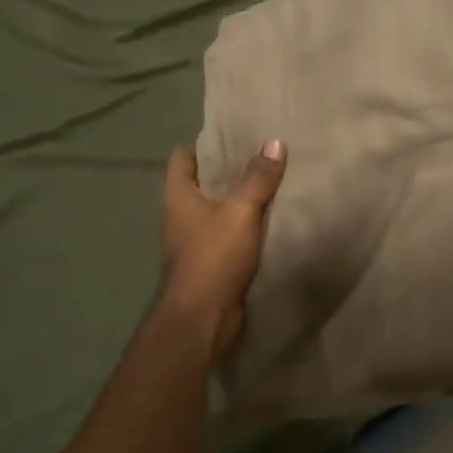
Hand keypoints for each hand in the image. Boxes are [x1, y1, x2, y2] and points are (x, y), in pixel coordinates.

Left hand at [160, 139, 286, 355]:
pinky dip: (246, 228)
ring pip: (218, 211)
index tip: (233, 135)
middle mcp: (181, 215)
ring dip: (240, 201)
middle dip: (229, 171)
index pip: (183, 157)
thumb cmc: (213, 256)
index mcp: (178, 196)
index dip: (204, 144)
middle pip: (202, 183)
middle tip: (262, 156)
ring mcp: (194, 241)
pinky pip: (229, 236)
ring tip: (272, 184)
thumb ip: (258, 178)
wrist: (202, 318)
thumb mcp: (240, 211)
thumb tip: (274, 142)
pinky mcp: (210, 263)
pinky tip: (271, 221)